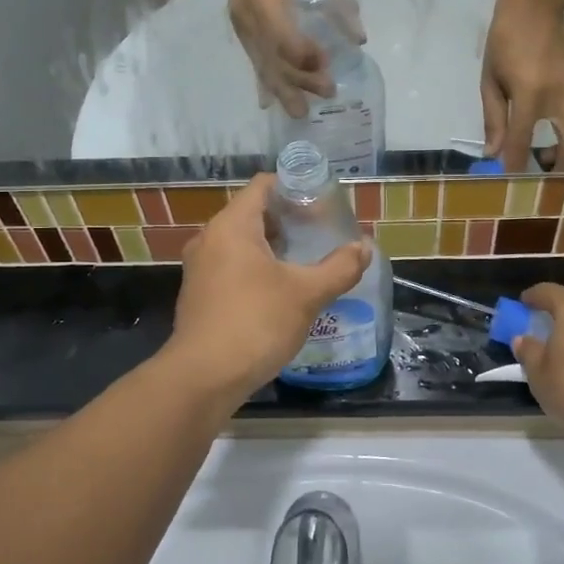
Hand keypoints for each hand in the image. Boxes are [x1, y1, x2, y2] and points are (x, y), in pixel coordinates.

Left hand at [167, 175, 371, 404]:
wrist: (204, 378)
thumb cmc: (255, 323)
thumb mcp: (306, 294)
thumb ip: (339, 267)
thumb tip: (365, 247)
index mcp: (232, 226)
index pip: (263, 186)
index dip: (294, 188)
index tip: (322, 203)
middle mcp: (210, 238)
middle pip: (253, 213)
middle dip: (288, 220)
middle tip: (321, 233)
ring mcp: (200, 267)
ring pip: (241, 242)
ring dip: (273, 247)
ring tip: (306, 261)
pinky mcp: (198, 294)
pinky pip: (231, 266)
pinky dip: (256, 268)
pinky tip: (281, 290)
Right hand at [228, 0, 340, 116]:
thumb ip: (337, 4)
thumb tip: (358, 40)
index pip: (283, 38)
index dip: (305, 55)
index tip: (327, 64)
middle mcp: (247, 15)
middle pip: (272, 58)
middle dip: (299, 80)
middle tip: (327, 93)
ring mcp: (240, 23)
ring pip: (262, 64)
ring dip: (283, 88)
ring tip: (300, 111)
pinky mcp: (241, 28)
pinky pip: (253, 59)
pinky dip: (264, 81)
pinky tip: (267, 103)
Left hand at [481, 0, 563, 171]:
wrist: (536, 7)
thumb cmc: (505, 42)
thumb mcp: (491, 81)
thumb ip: (494, 118)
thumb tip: (493, 153)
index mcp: (531, 95)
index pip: (522, 142)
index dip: (516, 166)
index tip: (512, 183)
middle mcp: (563, 96)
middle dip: (558, 165)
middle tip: (541, 169)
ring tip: (552, 149)